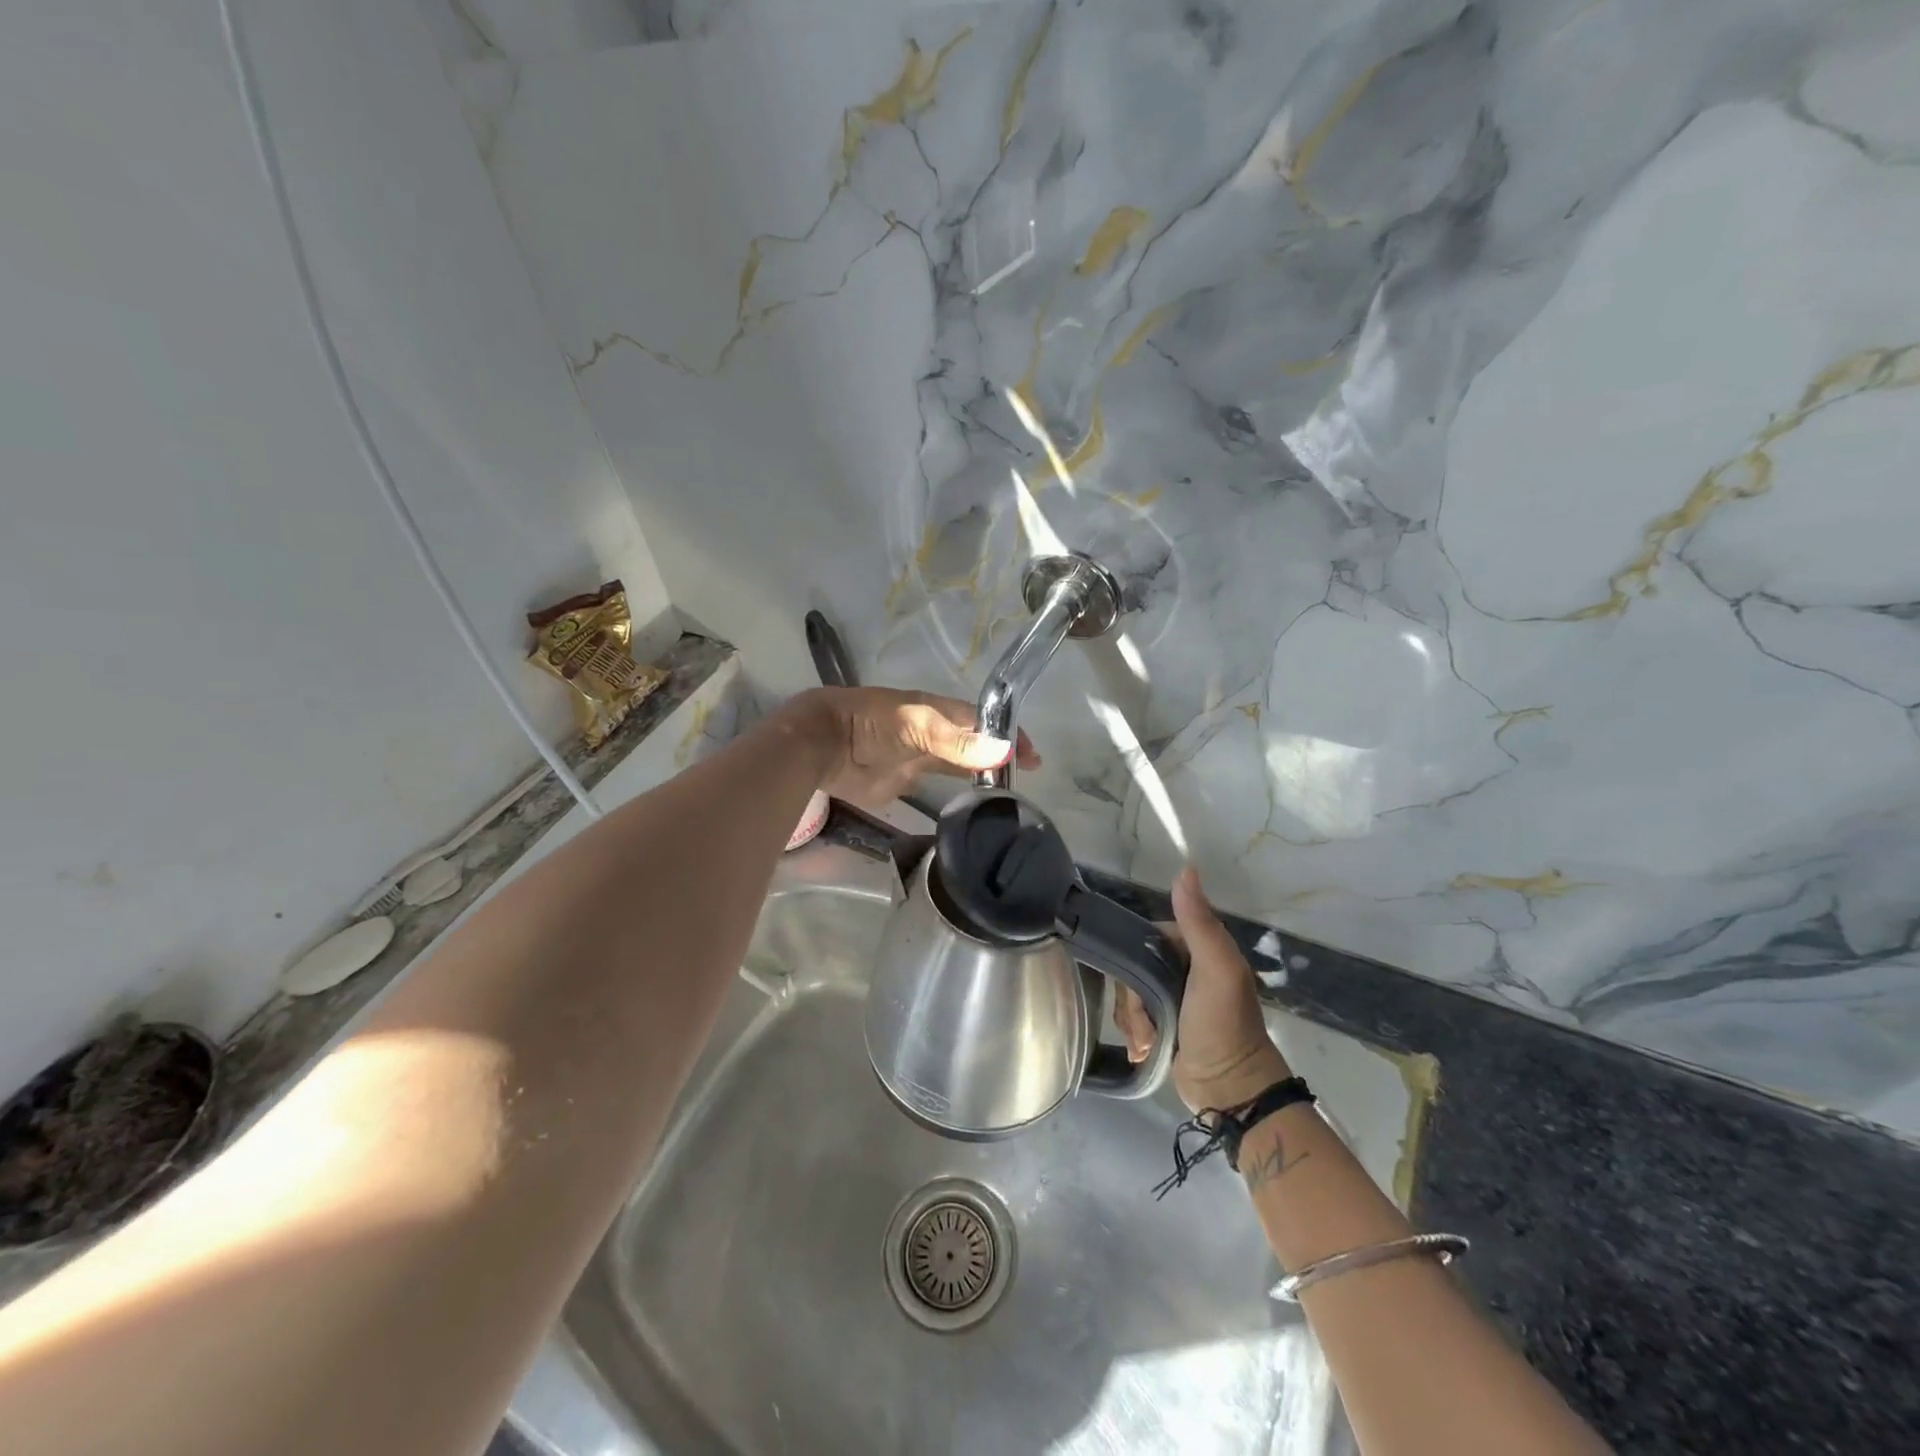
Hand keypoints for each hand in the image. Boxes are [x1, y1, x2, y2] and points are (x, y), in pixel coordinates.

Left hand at [781, 686, 1039, 809]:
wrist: (823, 745)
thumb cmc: (871, 724)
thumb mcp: (918, 726)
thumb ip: (958, 741)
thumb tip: (1005, 751)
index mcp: (939, 711)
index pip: (984, 720)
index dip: (1009, 734)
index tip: (1034, 758)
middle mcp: (935, 732)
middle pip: (975, 742)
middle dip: (1000, 756)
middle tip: (1027, 779)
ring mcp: (921, 756)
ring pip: (960, 764)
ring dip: (982, 774)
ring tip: (1009, 794)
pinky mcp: (906, 780)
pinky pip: (940, 784)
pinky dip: (959, 791)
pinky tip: (974, 805)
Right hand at [1115, 867, 1291, 1112]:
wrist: (1231, 1090)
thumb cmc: (1223, 1025)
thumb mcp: (1215, 969)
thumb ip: (1199, 921)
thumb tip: (1185, 869)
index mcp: (1197, 948)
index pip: (1147, 937)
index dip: (1135, 958)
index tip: (1138, 985)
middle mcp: (1184, 968)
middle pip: (1134, 968)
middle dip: (1132, 998)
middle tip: (1144, 1022)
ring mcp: (1173, 998)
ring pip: (1130, 994)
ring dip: (1133, 1019)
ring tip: (1147, 1042)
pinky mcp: (1164, 1025)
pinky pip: (1134, 1018)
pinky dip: (1135, 1034)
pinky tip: (1144, 1050)